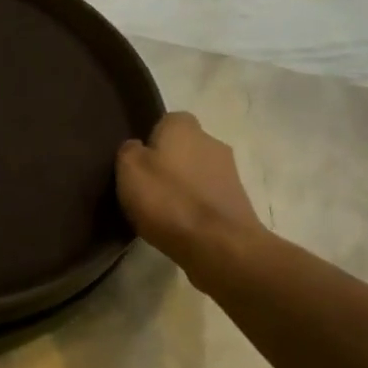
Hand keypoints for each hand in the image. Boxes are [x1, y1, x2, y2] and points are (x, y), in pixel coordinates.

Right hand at [116, 112, 263, 265]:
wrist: (219, 246)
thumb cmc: (168, 200)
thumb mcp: (129, 170)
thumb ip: (129, 151)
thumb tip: (137, 148)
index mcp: (184, 126)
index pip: (166, 121)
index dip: (151, 140)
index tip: (138, 163)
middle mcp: (212, 141)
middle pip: (184, 147)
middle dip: (169, 163)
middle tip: (147, 187)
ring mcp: (230, 173)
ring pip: (198, 173)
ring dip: (184, 186)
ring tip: (163, 211)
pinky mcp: (238, 202)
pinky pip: (208, 197)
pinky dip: (196, 207)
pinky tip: (181, 225)